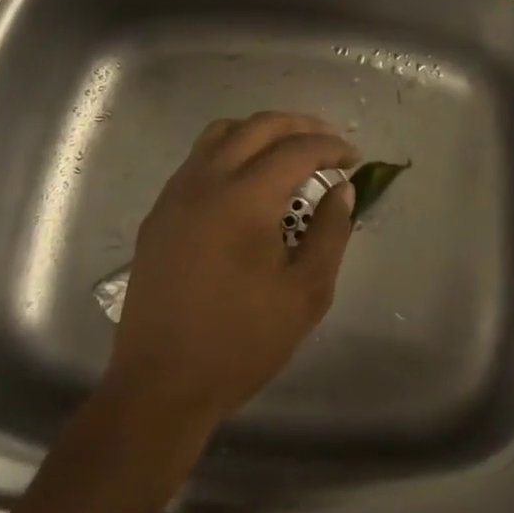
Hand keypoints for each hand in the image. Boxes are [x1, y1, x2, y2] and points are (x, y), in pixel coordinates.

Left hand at [104, 112, 360, 429]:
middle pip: (258, 126)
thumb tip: (341, 190)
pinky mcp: (159, 213)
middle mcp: (206, 181)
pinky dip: (231, 151)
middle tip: (329, 142)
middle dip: (300, 126)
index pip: (296, 149)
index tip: (354, 158)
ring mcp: (176, 194)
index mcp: (244, 198)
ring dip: (261, 131)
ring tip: (288, 151)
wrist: (161, 385)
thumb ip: (330, 232)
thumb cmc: (241, 341)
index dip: (331, 147)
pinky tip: (247, 181)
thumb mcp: (306, 293)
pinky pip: (198, 159)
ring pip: (222, 133)